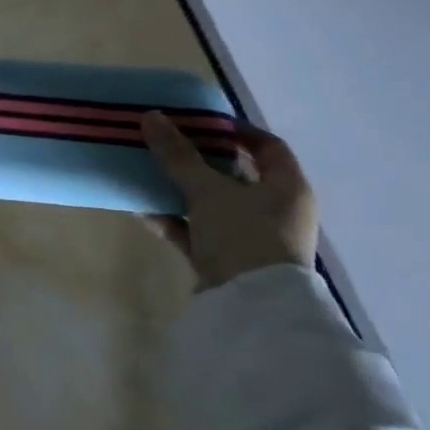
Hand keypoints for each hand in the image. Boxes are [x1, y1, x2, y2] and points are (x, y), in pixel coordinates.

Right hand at [139, 112, 319, 289]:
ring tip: (147, 172)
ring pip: (212, 203)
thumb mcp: (208, 190)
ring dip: (181, 189)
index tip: (200, 120)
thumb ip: (178, 155)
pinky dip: (173, 220)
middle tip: (167, 142)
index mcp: (287, 188)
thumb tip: (152, 117)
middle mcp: (275, 211)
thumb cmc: (243, 237)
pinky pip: (197, 231)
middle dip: (199, 158)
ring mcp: (251, 239)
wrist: (251, 312)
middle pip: (235, 174)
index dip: (236, 130)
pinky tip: (142, 210)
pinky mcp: (227, 262)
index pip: (268, 146)